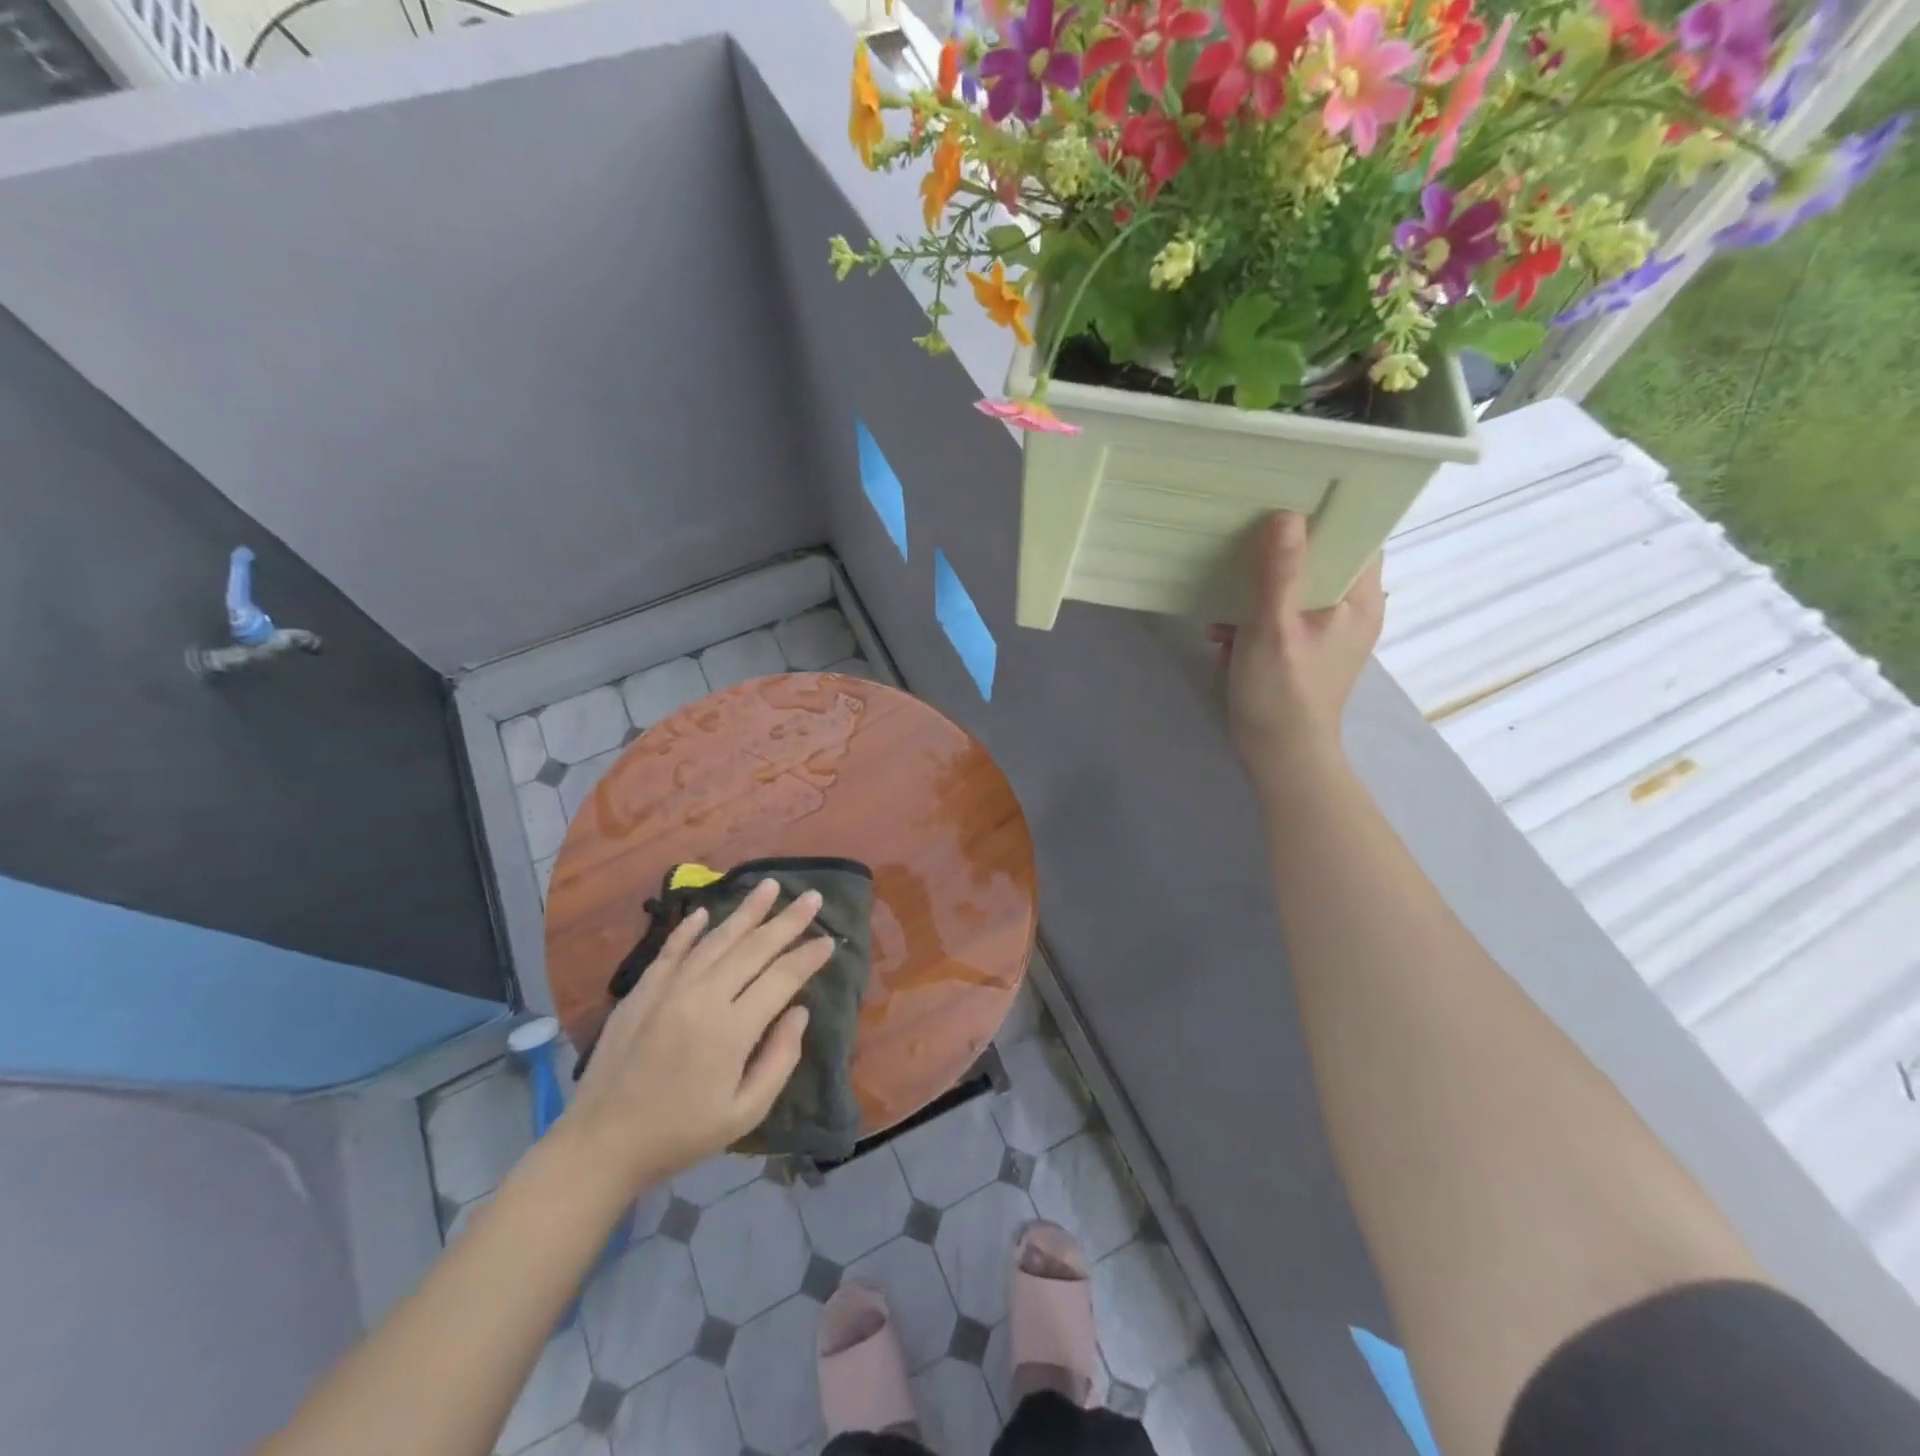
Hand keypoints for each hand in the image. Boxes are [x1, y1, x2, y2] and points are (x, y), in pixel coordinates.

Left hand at [565, 879, 833, 1191]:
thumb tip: (799, 1011)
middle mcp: (702, 997)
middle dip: (787, 920)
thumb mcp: (744, 1112)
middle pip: (753, 948)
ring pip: (715, 939)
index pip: (782, 978)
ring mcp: (668, 989)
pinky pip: (671, 949)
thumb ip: (780, 1059)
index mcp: (731, 1029)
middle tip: (813, 897)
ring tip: (770, 886)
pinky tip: (705, 912)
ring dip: (746, 911)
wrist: (601, 1145)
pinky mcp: (641, 991)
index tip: (830, 941)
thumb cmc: (681, 1134)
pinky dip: (689, 929)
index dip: (808, 957)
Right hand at [1209, 512, 1385, 792]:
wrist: (1279, 756)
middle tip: (1242, 535)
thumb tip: (1286, 514)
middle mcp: (1352, 609)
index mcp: (1359, 599)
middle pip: (1321, 558)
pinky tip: (1223, 633)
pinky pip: (1281, 615)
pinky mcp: (1304, 649)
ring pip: (1296, 587)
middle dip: (1279, 551)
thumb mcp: (1273, 628)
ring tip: (1223, 604)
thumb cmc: (1282, 693)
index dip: (1326, 512)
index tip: (1286, 494)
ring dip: (1257, 590)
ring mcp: (1328, 631)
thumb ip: (1279, 572)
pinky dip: (1253, 618)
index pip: (1357, 535)